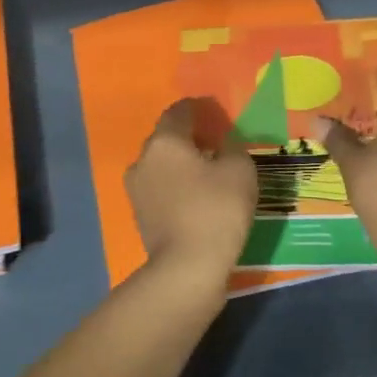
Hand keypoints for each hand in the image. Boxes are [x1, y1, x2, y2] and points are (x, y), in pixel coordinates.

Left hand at [126, 98, 258, 282]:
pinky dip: (176, 186)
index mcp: (165, 141)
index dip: (199, 109)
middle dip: (190, 138)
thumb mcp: (240, 171)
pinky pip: (160, 188)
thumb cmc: (216, 210)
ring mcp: (136, 188)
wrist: (186, 267)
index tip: (217, 115)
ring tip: (208, 174)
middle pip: (167, 138)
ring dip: (181, 164)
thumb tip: (224, 144)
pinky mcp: (138, 214)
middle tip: (217, 145)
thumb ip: (233, 148)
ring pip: (161, 165)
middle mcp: (143, 158)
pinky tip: (196, 198)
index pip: (179, 111)